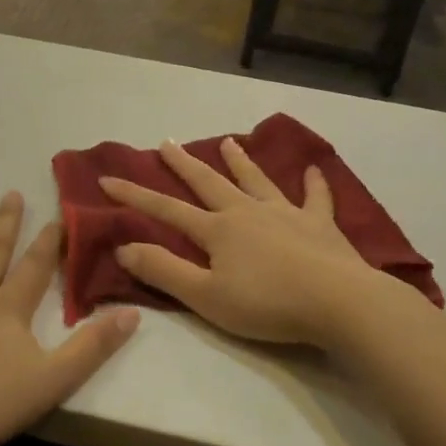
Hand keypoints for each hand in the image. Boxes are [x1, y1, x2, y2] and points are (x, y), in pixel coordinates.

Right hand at [100, 138, 385, 348]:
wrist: (337, 302)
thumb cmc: (267, 304)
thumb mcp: (205, 296)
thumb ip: (164, 271)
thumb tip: (124, 247)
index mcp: (217, 230)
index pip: (166, 210)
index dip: (135, 196)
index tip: (107, 180)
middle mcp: (247, 212)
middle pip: (209, 183)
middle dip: (184, 164)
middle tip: (167, 143)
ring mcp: (286, 214)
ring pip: (256, 181)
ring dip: (240, 162)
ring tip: (228, 141)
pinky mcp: (320, 225)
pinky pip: (315, 198)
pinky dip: (314, 185)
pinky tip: (313, 170)